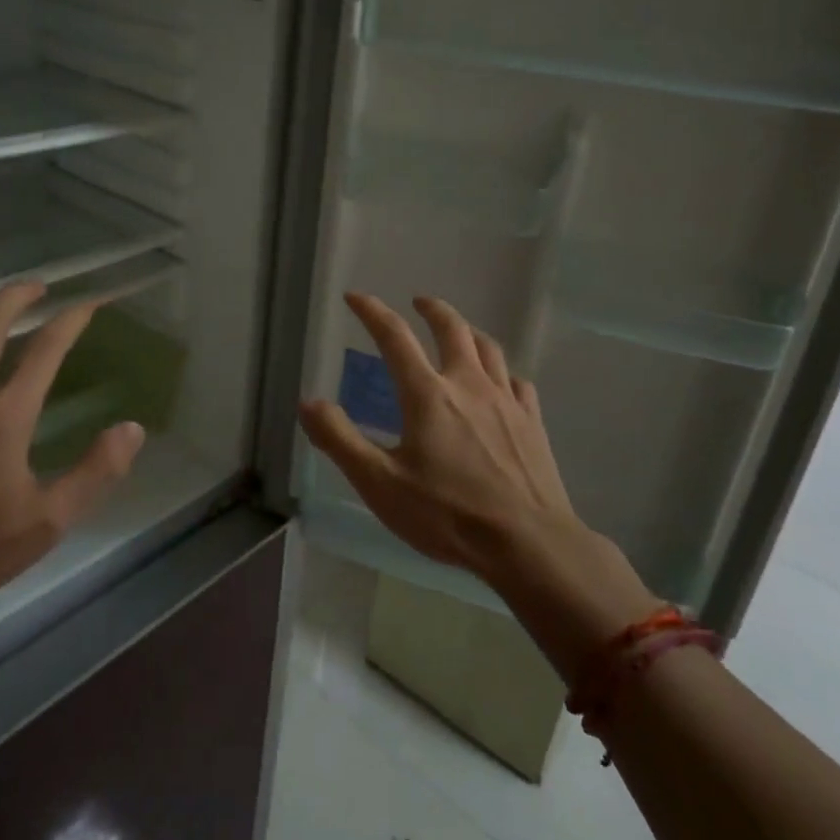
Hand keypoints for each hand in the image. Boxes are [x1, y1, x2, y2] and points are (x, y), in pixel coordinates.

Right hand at [298, 293, 574, 571]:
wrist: (528, 543)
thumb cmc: (448, 514)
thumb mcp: (380, 484)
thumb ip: (340, 440)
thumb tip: (307, 403)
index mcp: (428, 394)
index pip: (394, 337)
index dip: (372, 311)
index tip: (355, 297)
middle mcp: (468, 384)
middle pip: (452, 329)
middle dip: (432, 309)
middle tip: (419, 301)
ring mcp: (506, 401)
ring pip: (489, 349)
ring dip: (469, 331)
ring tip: (460, 331)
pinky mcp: (532, 422)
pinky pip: (518, 382)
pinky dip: (503, 372)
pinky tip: (502, 382)